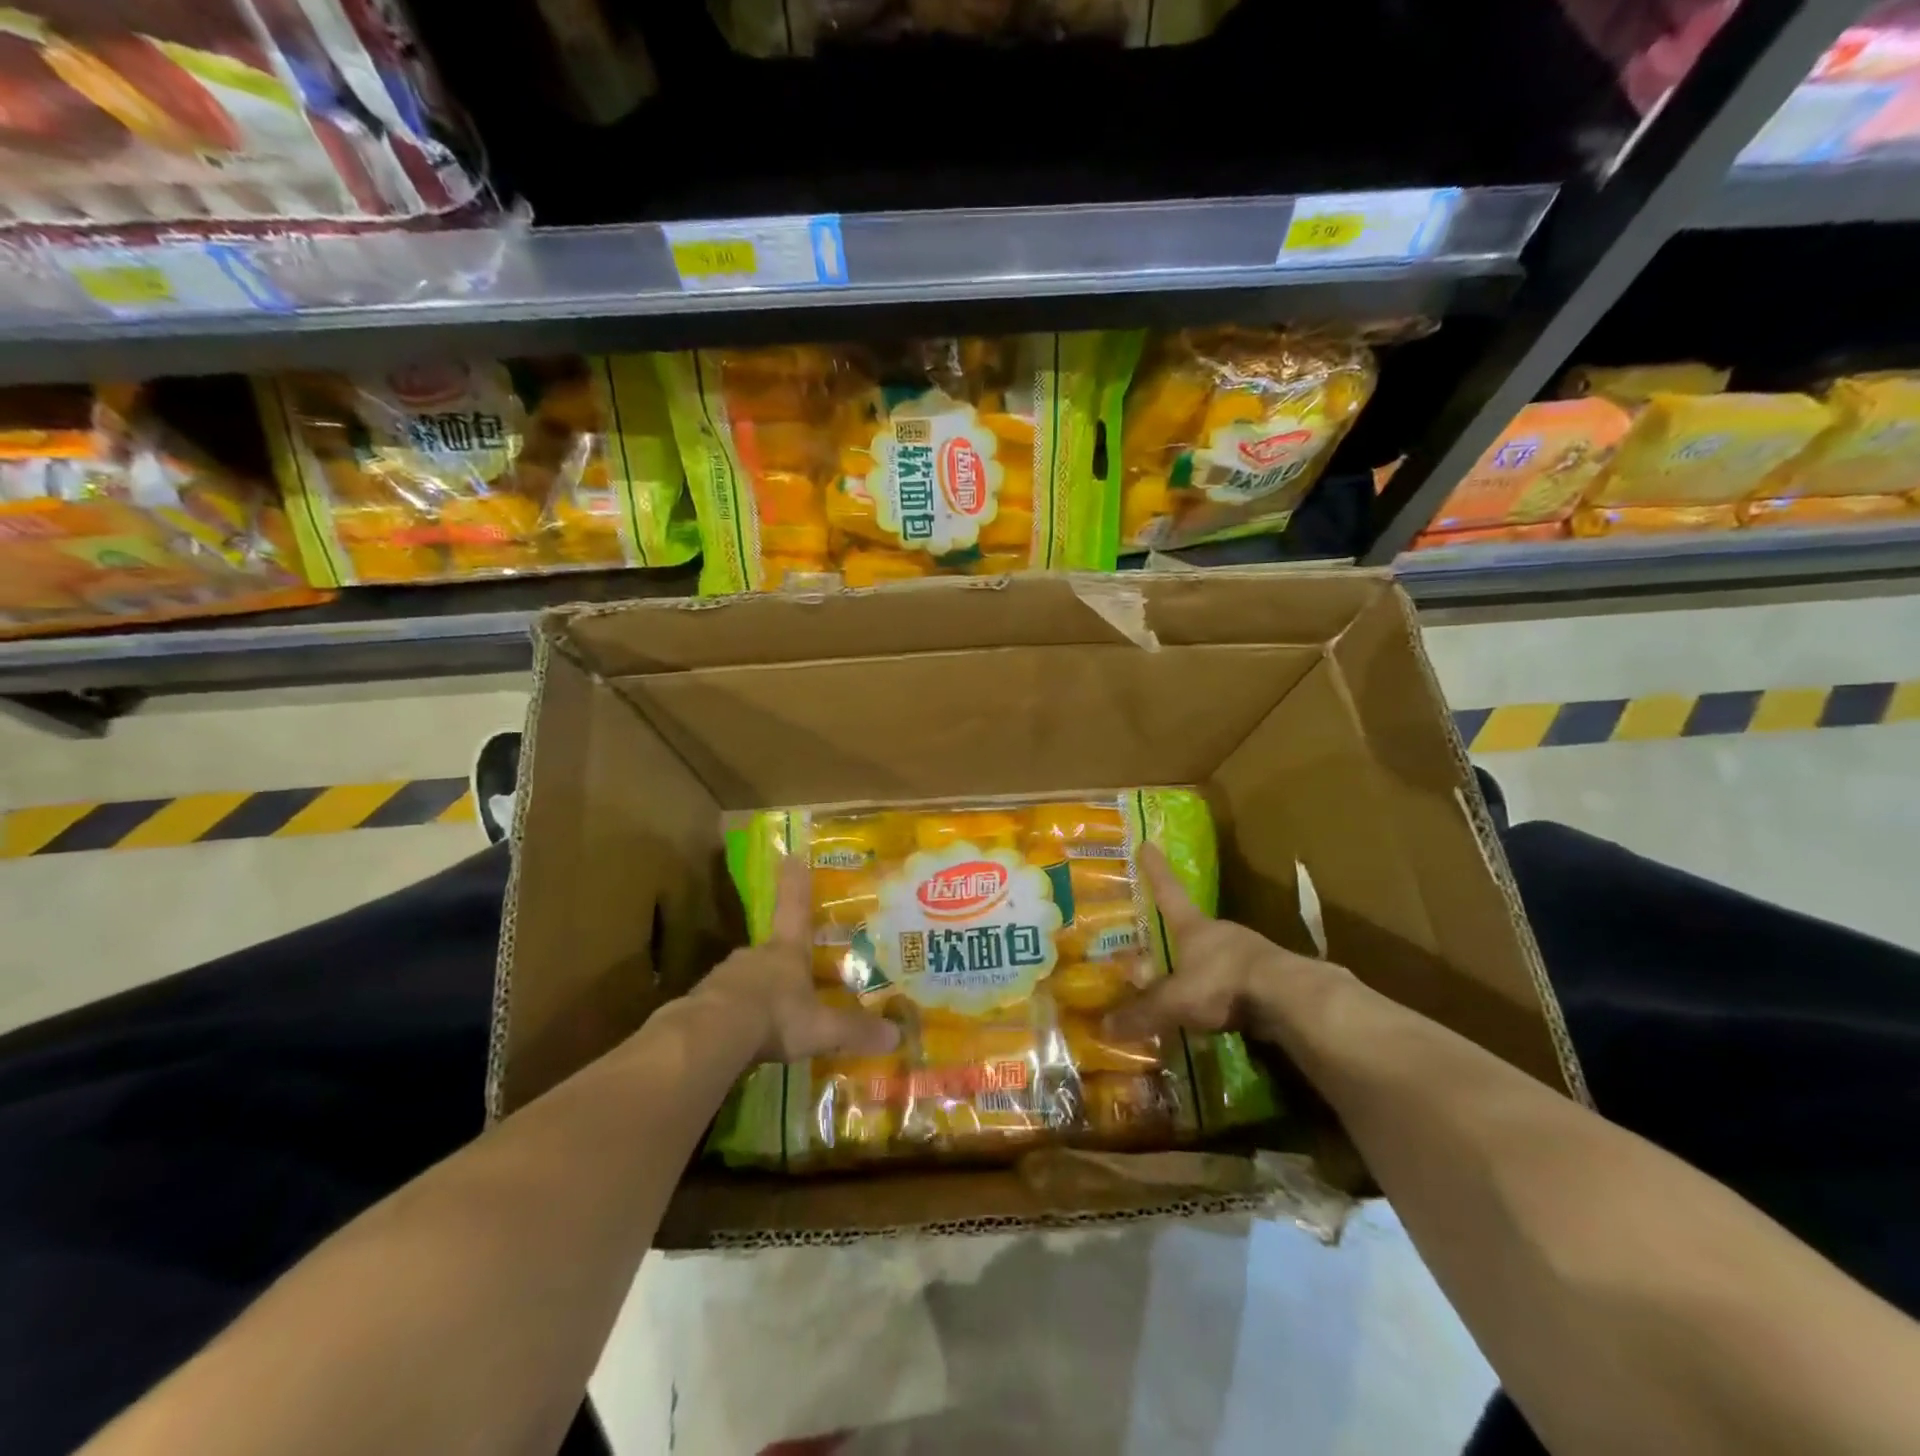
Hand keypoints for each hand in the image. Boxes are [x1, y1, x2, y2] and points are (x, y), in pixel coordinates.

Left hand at [693, 857, 900, 1063]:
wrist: (710, 1035)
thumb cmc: (775, 1017)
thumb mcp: (821, 1028)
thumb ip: (855, 1030)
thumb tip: (897, 1036)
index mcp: (787, 951)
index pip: (796, 907)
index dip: (796, 881)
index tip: (791, 853)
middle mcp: (756, 955)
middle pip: (772, 949)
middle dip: (783, 960)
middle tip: (796, 975)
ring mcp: (725, 976)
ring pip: (747, 977)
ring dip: (759, 989)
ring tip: (771, 1013)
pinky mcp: (702, 1002)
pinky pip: (725, 1004)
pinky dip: (736, 1014)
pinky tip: (743, 1036)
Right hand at [1103, 845, 1352, 1047]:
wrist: (1291, 999)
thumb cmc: (1223, 983)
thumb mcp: (1175, 1001)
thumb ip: (1142, 1013)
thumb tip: (1104, 1027)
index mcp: (1194, 927)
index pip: (1168, 891)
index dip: (1156, 870)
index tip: (1147, 844)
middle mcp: (1221, 932)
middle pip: (1194, 927)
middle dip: (1178, 934)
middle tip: (1161, 943)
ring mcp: (1250, 952)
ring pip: (1218, 956)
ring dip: (1203, 967)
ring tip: (1187, 986)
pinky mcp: (1271, 977)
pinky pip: (1238, 981)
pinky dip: (1225, 992)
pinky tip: (1219, 1011)